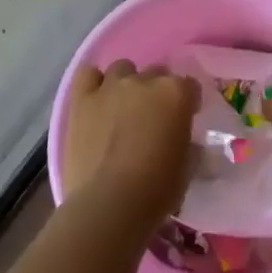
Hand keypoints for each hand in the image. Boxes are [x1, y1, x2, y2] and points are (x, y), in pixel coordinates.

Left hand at [61, 61, 198, 227]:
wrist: (109, 204)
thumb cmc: (156, 189)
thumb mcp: (187, 167)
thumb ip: (187, 142)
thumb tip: (182, 139)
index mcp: (176, 94)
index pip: (190, 86)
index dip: (188, 102)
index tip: (185, 119)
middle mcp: (144, 81)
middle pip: (156, 73)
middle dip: (157, 91)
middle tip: (153, 118)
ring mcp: (110, 87)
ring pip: (122, 68)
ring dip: (126, 84)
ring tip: (123, 109)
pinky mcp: (81, 100)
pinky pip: (87, 75)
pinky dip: (94, 83)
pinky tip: (97, 99)